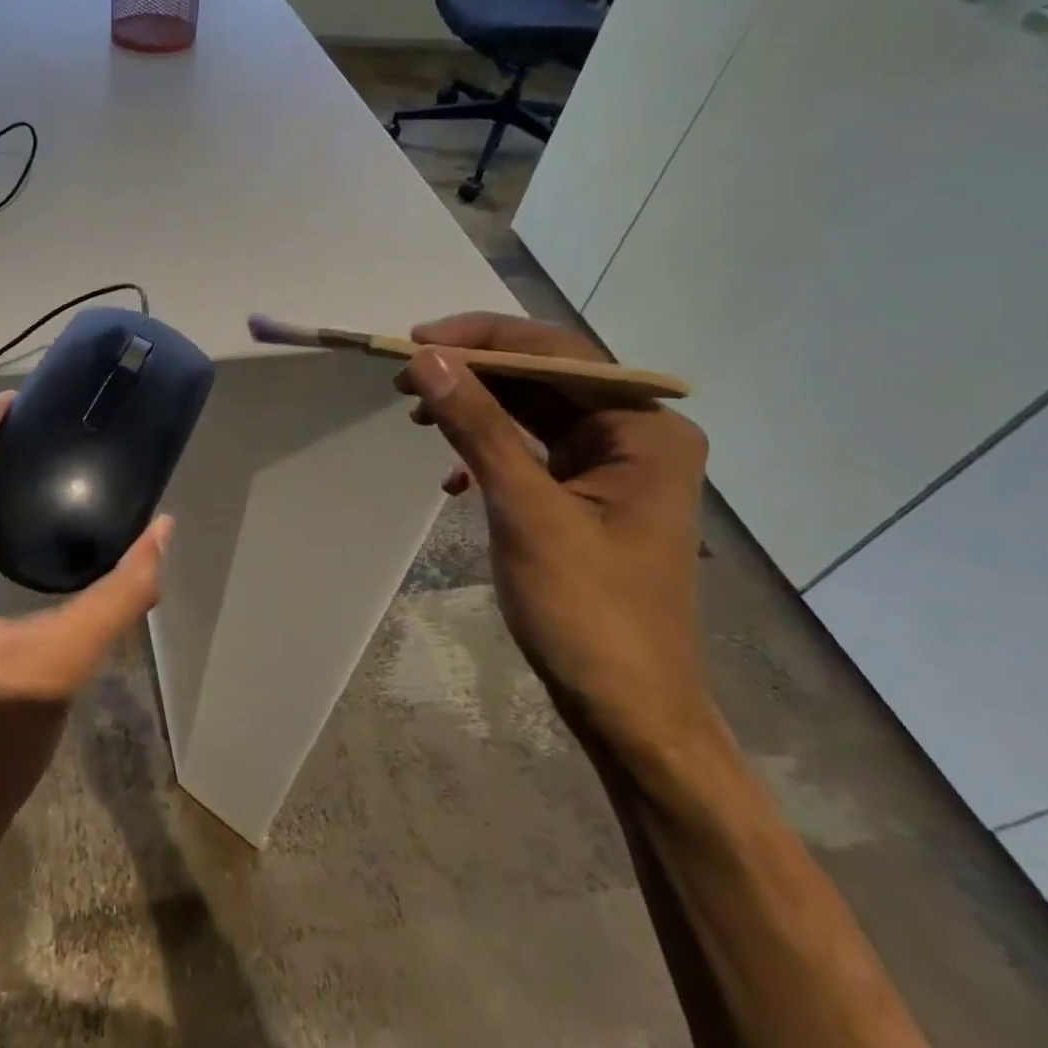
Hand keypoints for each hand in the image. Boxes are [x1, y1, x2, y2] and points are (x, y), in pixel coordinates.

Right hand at [395, 313, 713, 757]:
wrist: (628, 709)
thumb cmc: (587, 609)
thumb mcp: (524, 508)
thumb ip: (477, 426)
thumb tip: (426, 358)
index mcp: (643, 427)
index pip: (556, 353)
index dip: (483, 338)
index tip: (416, 342)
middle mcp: (636, 434)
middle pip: (544, 378)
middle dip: (473, 374)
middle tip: (404, 378)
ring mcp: (614, 467)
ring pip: (533, 412)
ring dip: (475, 409)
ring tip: (417, 416)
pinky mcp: (588, 496)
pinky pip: (532, 450)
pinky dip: (487, 451)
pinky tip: (452, 477)